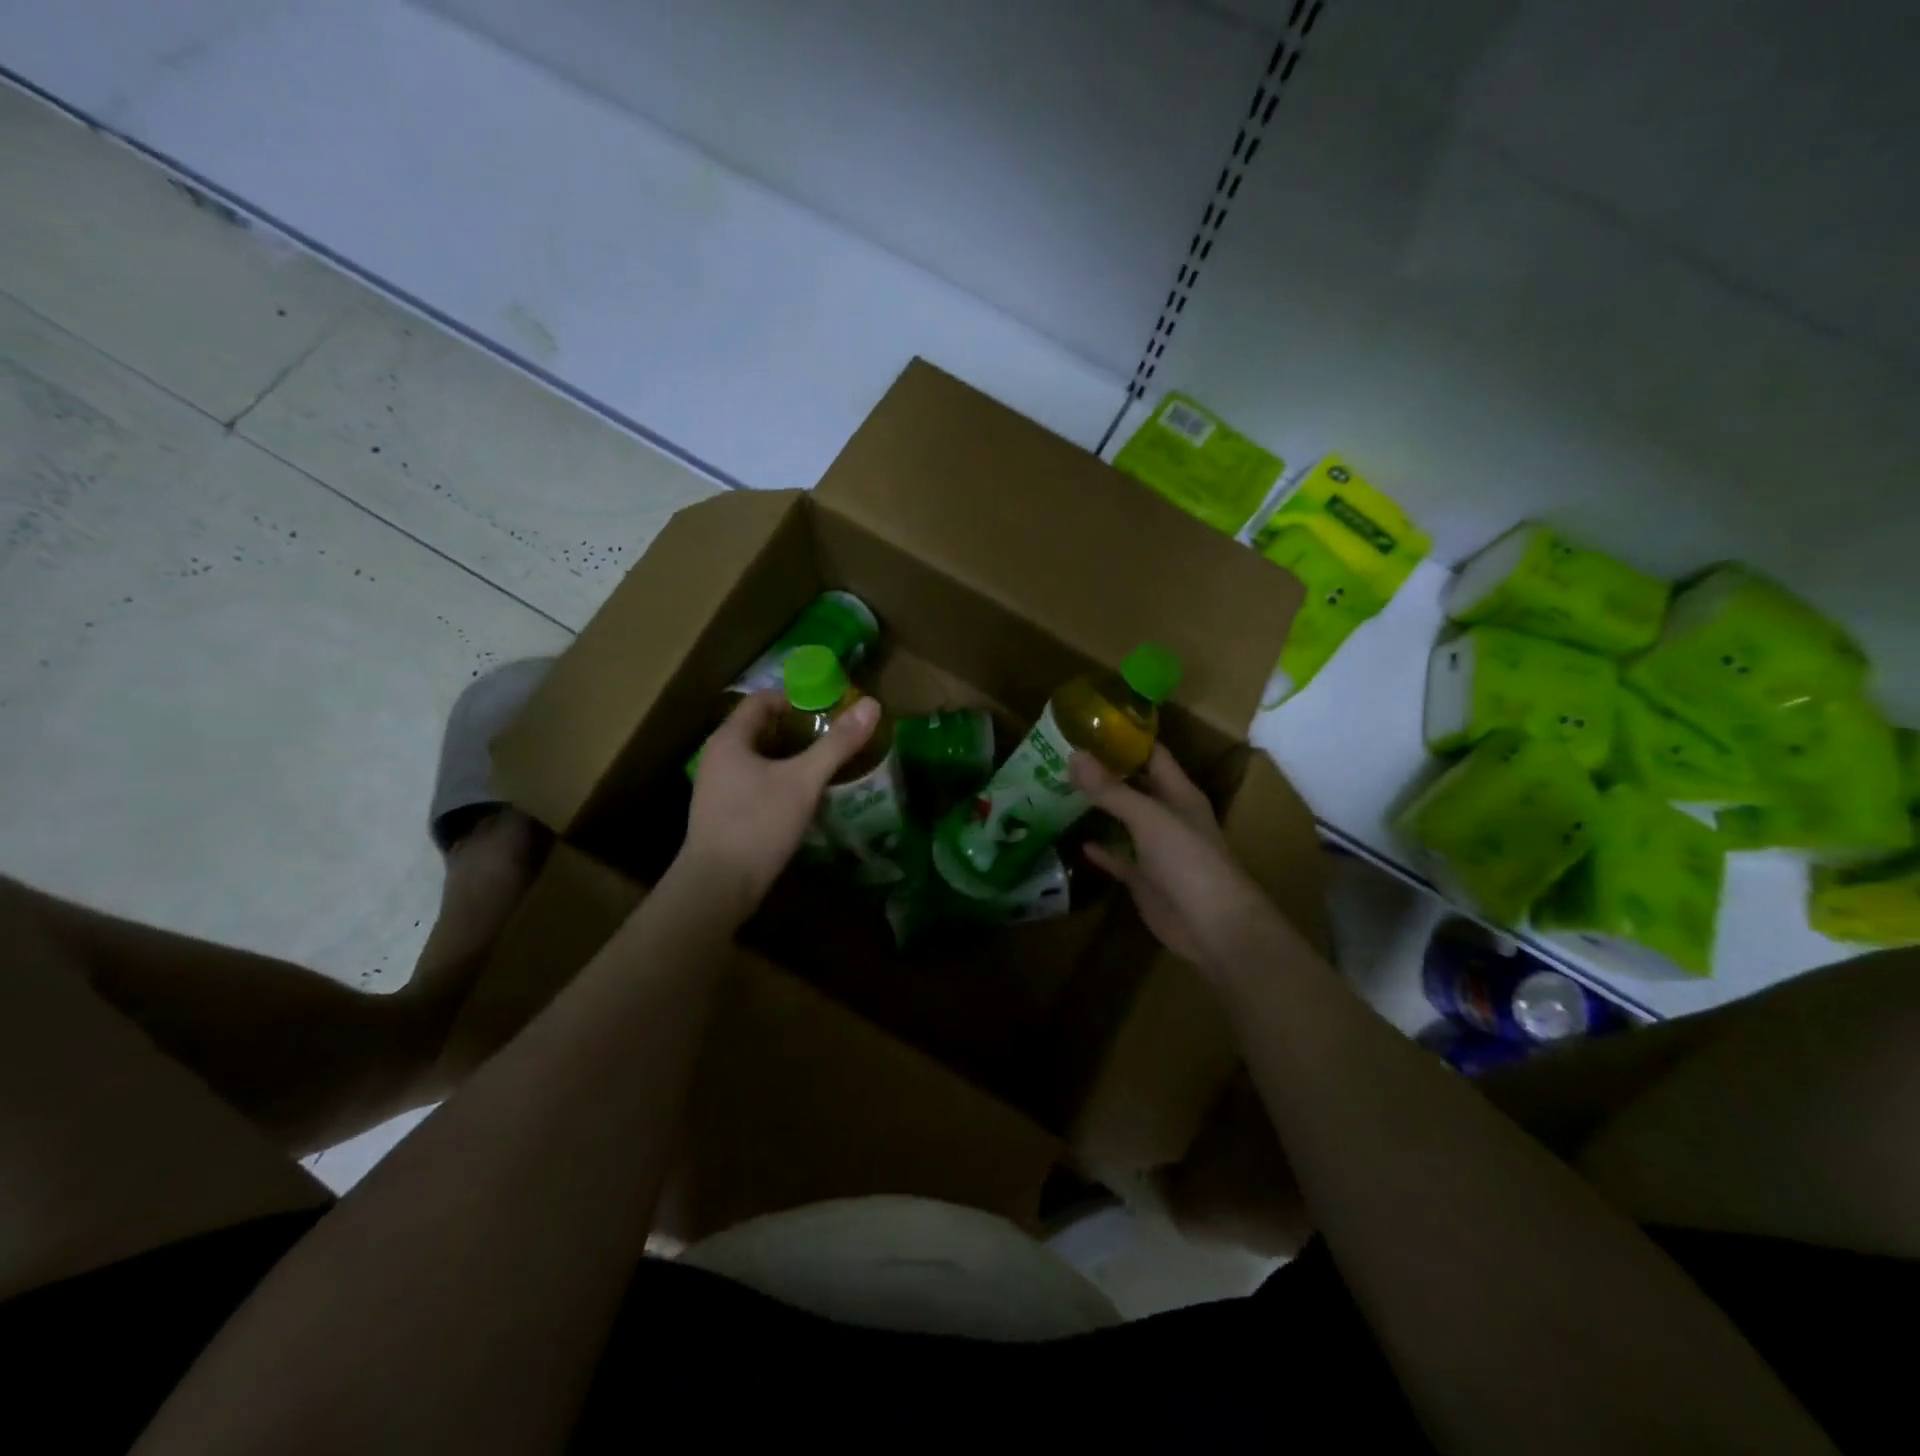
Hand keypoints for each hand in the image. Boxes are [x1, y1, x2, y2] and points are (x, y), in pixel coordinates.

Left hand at [678, 690, 879, 919]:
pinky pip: (756, 783)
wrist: (717, 887)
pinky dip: (781, 781)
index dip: (796, 699)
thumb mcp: (803, 781)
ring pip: (760, 759)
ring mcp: (718, 787)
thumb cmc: (758, 824)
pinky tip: (805, 797)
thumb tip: (872, 704)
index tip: (829, 709)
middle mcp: (718, 757)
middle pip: (762, 729)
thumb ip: (837, 744)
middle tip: (834, 737)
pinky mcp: (724, 814)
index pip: (762, 700)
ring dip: (792, 757)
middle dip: (799, 730)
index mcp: (729, 739)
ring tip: (826, 765)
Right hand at [1071, 745, 1283, 978]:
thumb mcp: (1149, 818)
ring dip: (1098, 808)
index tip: (1089, 722)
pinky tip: (1076, 840)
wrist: (1212, 926)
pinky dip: (1101, 850)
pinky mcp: (1143, 878)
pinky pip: (1118, 858)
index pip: (1152, 754)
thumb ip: (1111, 790)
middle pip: (1134, 785)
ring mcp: (1155, 848)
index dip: (1125, 737)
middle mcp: (1168, 815)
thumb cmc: (1188, 860)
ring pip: (1123, 820)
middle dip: (1104, 771)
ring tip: (1060, 789)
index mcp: (1179, 793)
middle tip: (1063, 754)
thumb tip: (1074, 755)